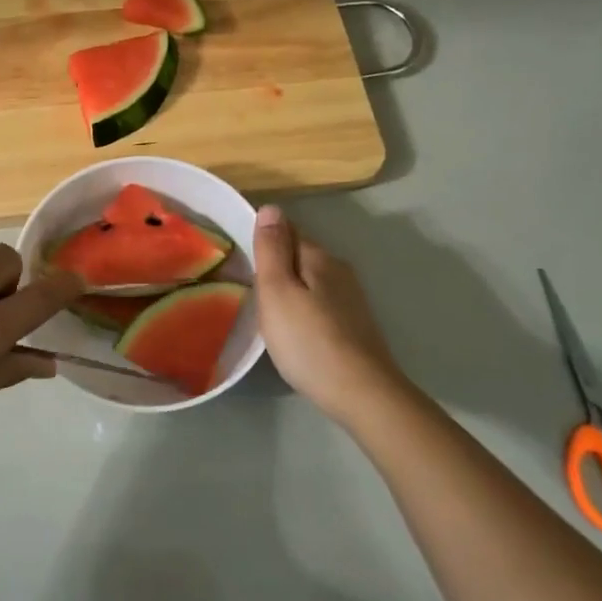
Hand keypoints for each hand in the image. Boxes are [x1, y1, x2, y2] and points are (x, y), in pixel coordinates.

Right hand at [254, 205, 405, 424]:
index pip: (286, 231)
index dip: (262, 240)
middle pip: (299, 255)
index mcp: (318, 257)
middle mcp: (339, 270)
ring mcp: (351, 298)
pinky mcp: (354, 324)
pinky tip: (293, 328)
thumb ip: (272, 249)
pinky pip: (320, 302)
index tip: (239, 257)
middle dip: (276, 264)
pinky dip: (303, 307)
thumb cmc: (308, 341)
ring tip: (264, 309)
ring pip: (310, 280)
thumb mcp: (277, 291)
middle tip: (246, 285)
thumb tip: (271, 207)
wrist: (362, 393)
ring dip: (289, 287)